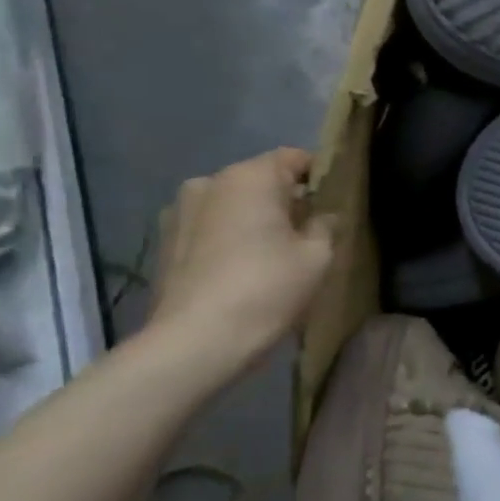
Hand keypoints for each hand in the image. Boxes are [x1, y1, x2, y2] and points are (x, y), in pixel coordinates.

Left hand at [146, 149, 336, 373]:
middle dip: (286, 201)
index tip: (334, 205)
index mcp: (249, 177)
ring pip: (233, 205)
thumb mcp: (317, 257)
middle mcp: (209, 182)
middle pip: (261, 181)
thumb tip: (323, 215)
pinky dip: (230, 238)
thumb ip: (325, 225)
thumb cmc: (266, 289)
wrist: (195, 342)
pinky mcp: (164, 241)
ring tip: (273, 256)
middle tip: (308, 235)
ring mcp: (180, 211)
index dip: (319, 177)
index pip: (295, 158)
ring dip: (255, 220)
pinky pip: (211, 227)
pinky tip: (242, 271)